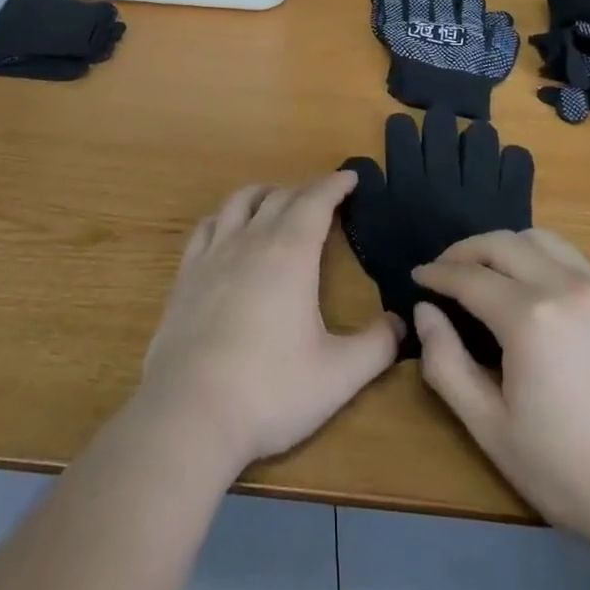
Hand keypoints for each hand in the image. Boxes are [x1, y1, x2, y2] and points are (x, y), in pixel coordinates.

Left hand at [137, 172, 401, 474]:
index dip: (335, 185)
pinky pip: (207, 227)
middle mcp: (252, 240)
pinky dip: (225, 216)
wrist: (190, 412)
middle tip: (324, 197)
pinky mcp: (186, 274)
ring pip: (240, 202)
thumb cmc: (271, 390)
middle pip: (280, 197)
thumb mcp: (338, 375)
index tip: (350, 177)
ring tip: (276, 199)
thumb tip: (402, 324)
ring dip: (264, 193)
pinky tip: (227, 228)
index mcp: (291, 253)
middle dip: (306, 190)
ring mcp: (214, 254)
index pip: (316, 201)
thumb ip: (376, 346)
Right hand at [412, 229, 589, 537]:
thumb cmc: (570, 470)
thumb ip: (446, 364)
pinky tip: (533, 284)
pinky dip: (539, 256)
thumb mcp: (492, 429)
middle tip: (445, 270)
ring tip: (487, 270)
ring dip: (504, 246)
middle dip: (465, 250)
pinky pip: (571, 257)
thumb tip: (425, 312)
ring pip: (539, 238)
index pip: (469, 276)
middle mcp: (563, 286)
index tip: (417, 276)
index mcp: (528, 317)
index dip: (437, 273)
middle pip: (501, 243)